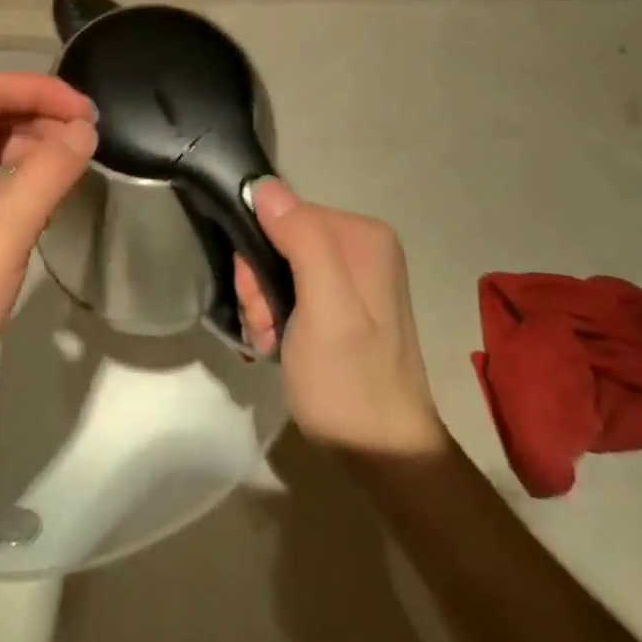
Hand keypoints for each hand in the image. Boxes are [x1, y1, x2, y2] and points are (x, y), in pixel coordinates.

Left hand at [0, 72, 96, 440]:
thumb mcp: (6, 231)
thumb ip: (49, 171)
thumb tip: (84, 127)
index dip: (44, 91)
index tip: (90, 113)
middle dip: (38, 119)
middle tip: (86, 143)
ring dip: (26, 149)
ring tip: (67, 172)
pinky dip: (8, 180)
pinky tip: (35, 203)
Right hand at [235, 179, 447, 457]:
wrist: (383, 456)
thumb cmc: (349, 382)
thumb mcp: (325, 310)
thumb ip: (302, 241)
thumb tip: (263, 184)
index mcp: (362, 234)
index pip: (281, 213)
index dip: (258, 255)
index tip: (262, 304)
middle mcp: (358, 243)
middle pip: (277, 238)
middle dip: (259, 283)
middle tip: (268, 328)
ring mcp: (349, 272)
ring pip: (275, 264)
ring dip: (262, 303)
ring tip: (272, 342)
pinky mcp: (339, 299)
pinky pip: (287, 285)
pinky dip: (274, 314)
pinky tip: (279, 344)